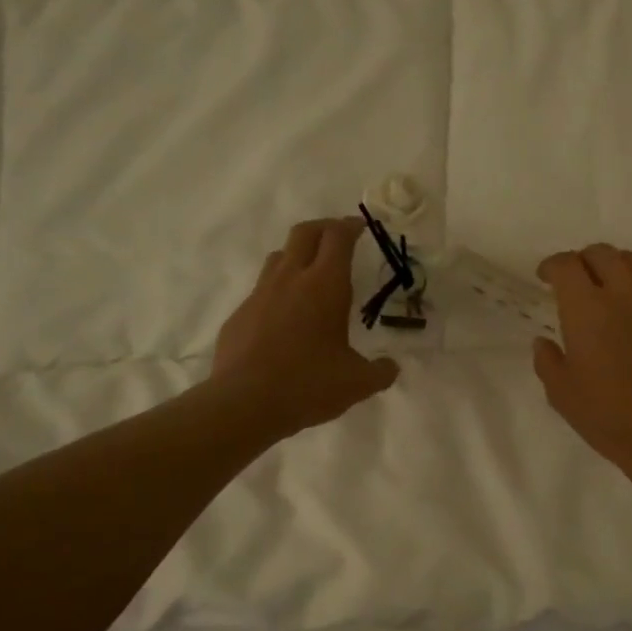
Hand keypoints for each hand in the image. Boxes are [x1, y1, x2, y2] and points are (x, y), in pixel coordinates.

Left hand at [213, 219, 399, 436]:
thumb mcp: (357, 383)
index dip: (350, 227)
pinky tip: (286, 317)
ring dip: (298, 255)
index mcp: (325, 286)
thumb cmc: (308, 385)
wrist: (245, 403)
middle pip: (305, 232)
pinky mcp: (240, 314)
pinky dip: (279, 290)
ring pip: (279, 256)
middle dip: (324, 228)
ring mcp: (260, 294)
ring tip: (312, 273)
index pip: (337, 237)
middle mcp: (291, 279)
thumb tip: (391, 367)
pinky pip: (262, 290)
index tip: (360, 228)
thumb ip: (380, 372)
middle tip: (339, 237)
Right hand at [533, 243, 631, 484]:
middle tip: (576, 282)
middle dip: (583, 261)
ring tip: (609, 291)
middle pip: (603, 253)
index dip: (552, 266)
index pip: (567, 265)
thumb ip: (548, 360)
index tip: (545, 278)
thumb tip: (545, 341)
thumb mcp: (562, 395)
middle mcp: (627, 294)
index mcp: (588, 309)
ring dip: (616, 269)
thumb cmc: (610, 419)